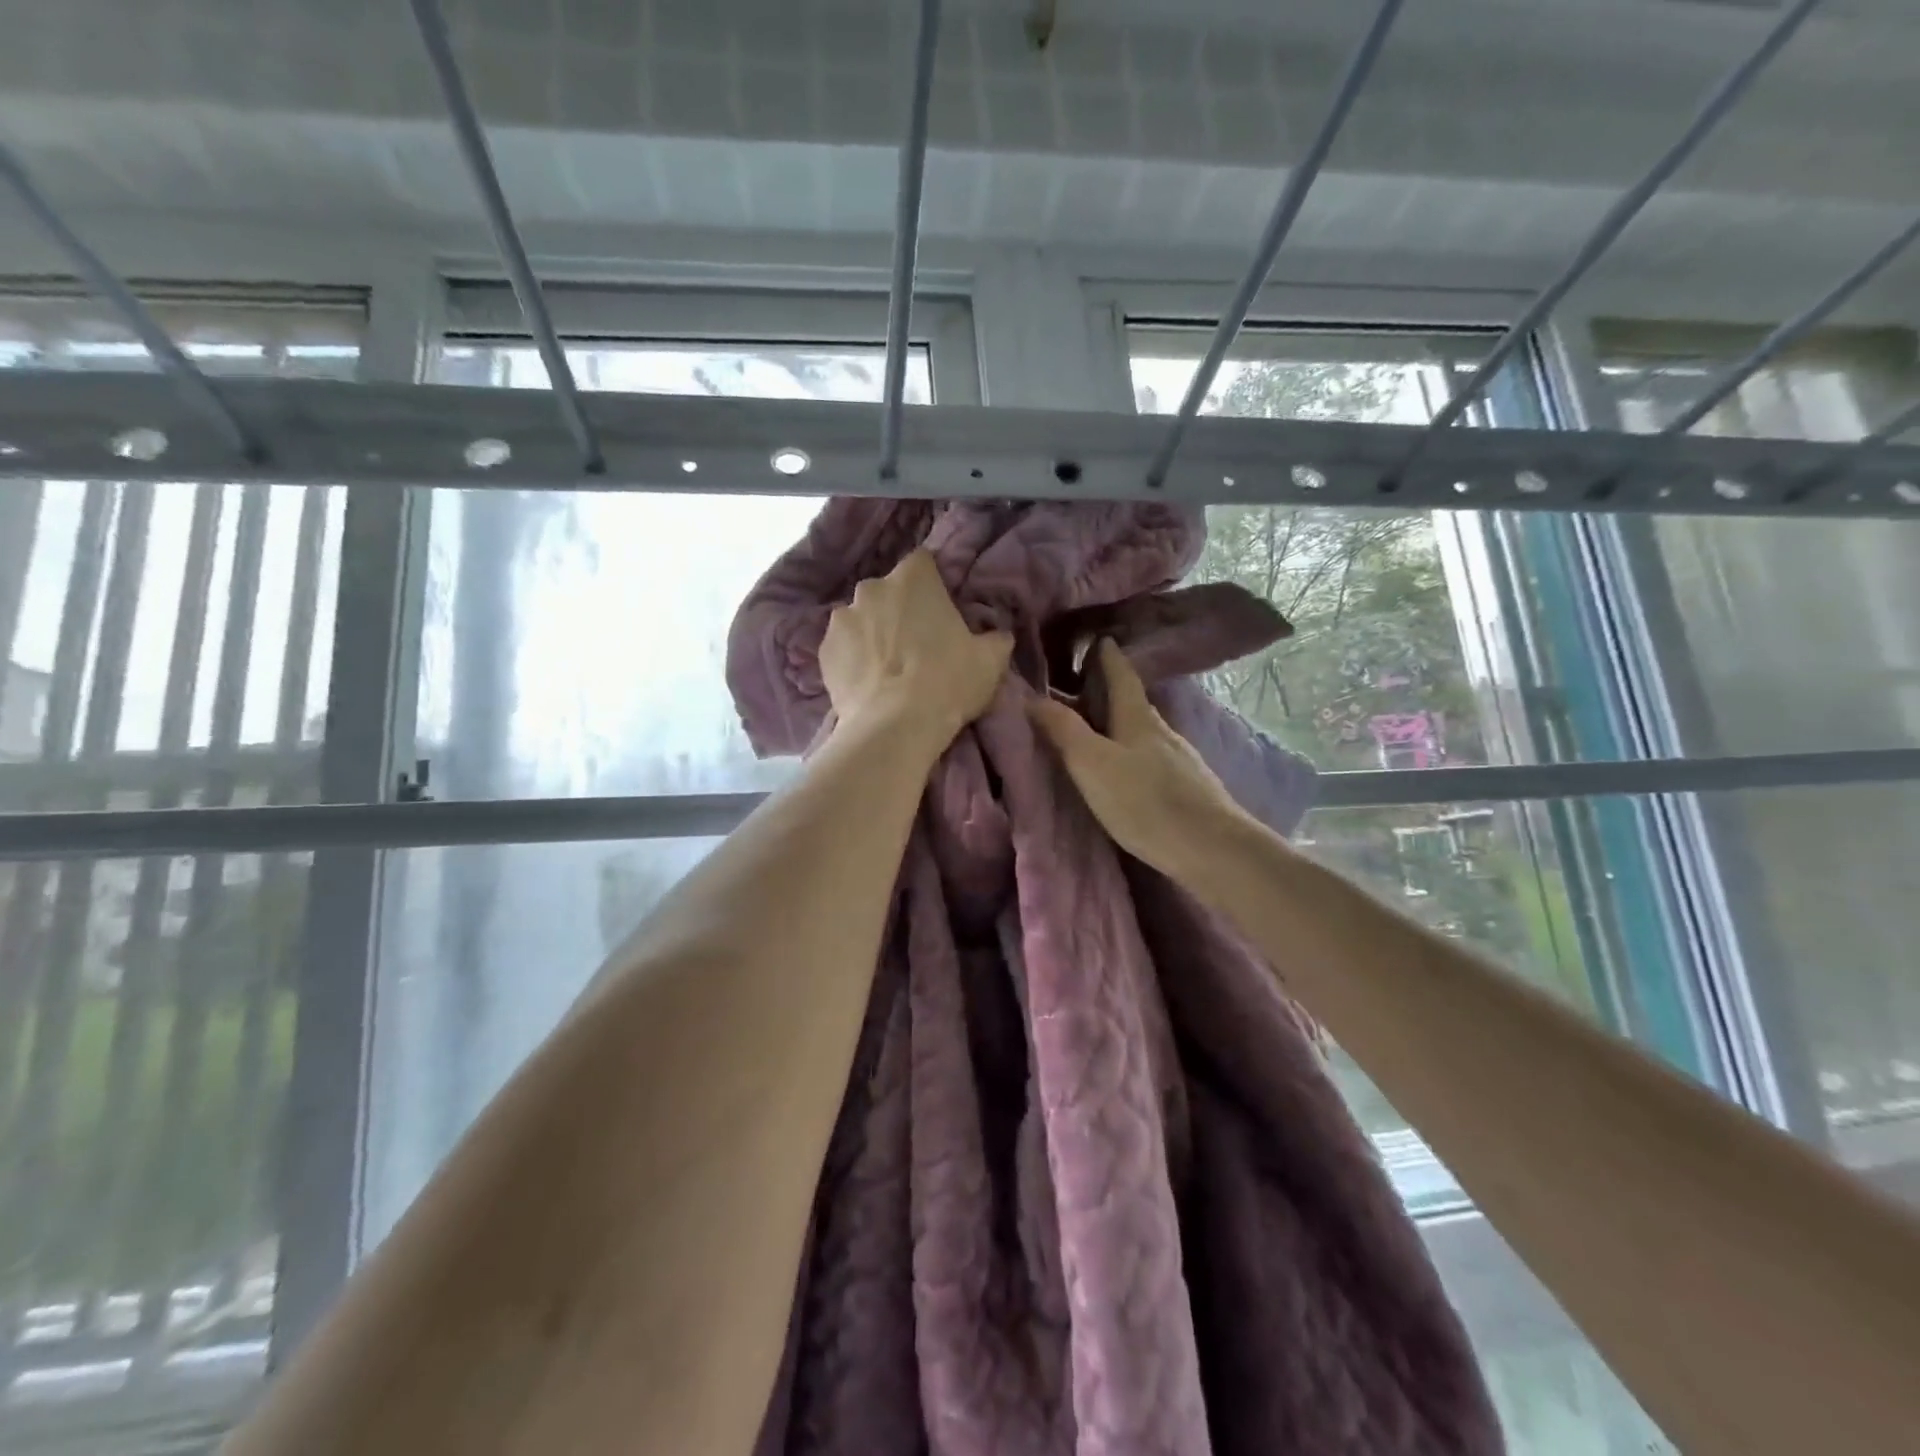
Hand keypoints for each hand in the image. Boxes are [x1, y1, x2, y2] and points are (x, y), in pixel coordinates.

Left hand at [821, 550, 1013, 749]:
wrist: (894, 727)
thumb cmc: (948, 682)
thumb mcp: (990, 661)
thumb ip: (995, 638)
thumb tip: (999, 636)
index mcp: (914, 578)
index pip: (923, 563)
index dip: (931, 585)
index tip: (939, 610)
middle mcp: (872, 588)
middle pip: (887, 591)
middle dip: (898, 609)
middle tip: (914, 643)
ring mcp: (842, 618)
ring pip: (861, 619)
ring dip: (872, 634)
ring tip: (887, 668)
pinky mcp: (824, 650)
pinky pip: (843, 648)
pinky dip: (853, 659)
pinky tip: (867, 683)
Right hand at [1029, 639, 1253, 884]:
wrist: (1211, 849)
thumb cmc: (1146, 801)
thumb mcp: (1093, 764)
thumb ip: (1063, 730)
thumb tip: (1032, 696)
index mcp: (1138, 718)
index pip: (1121, 675)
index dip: (1108, 656)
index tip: (1099, 637)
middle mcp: (1161, 731)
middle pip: (1132, 702)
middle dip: (1108, 689)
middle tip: (1081, 683)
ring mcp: (1179, 760)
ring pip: (1142, 731)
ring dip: (1119, 723)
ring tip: (1097, 726)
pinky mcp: (1187, 787)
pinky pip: (1151, 756)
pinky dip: (1132, 750)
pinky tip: (1127, 766)